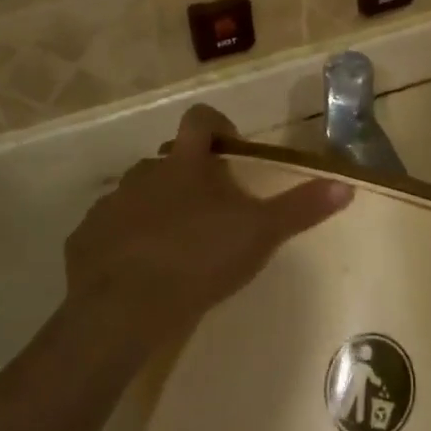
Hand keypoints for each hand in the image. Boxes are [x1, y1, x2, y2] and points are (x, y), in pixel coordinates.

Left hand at [64, 106, 352, 354]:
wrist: (120, 310)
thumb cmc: (196, 260)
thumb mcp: (258, 234)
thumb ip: (300, 209)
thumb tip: (346, 185)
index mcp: (184, 164)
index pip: (199, 120)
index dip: (218, 125)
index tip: (232, 151)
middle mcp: (143, 174)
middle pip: (168, 160)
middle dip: (189, 177)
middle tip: (211, 212)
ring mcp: (110, 205)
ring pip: (137, 195)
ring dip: (156, 209)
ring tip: (176, 247)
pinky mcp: (84, 239)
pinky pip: (109, 230)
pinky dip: (124, 242)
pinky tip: (138, 274)